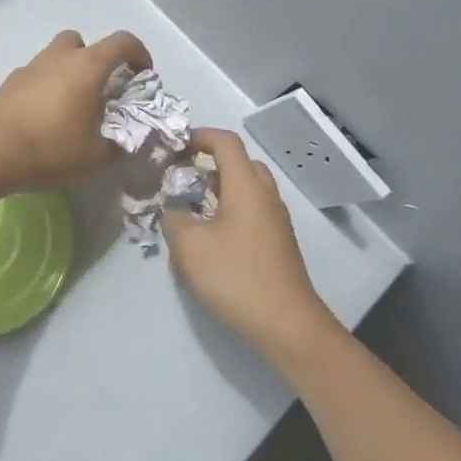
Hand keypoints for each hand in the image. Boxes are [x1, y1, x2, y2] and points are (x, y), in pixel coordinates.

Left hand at [0, 29, 151, 189]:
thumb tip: (121, 144)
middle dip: (93, 59)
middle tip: (98, 88)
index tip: (142, 75)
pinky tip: (42, 118)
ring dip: (66, 73)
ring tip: (69, 106)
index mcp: (87, 67)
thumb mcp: (94, 157)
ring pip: (54, 57)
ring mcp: (30, 67)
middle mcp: (59, 58)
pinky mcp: (8, 82)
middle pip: (81, 42)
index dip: (139, 53)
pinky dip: (43, 88)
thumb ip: (114, 145)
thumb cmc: (51, 149)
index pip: (123, 42)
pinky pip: (34, 76)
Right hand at [164, 129, 342, 362]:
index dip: (200, 137)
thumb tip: (173, 210)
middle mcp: (266, 195)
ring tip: (192, 206)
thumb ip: (173, 219)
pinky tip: (212, 235)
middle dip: (211, 162)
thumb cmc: (236, 276)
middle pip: (241, 162)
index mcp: (246, 186)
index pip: (226, 142)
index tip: (175, 146)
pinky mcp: (278, 243)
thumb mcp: (189, 247)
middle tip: (183, 176)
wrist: (287, 324)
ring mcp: (276, 220)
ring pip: (248, 188)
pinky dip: (231, 209)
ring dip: (220, 188)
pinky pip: (253, 210)